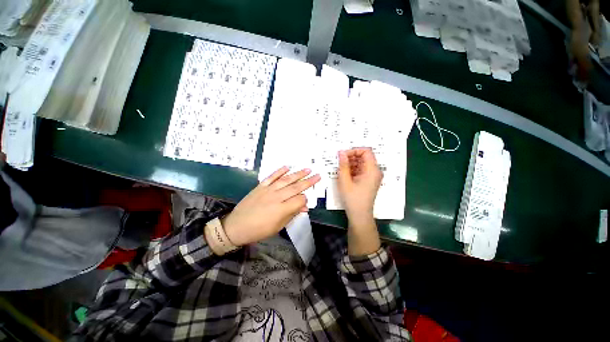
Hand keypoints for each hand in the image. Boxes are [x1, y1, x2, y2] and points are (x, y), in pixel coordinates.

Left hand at [221, 167, 319, 246]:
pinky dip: (279, 171)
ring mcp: (268, 190)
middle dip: (308, 181)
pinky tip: (287, 167)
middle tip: (318, 175)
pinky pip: (271, 177)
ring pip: (286, 180)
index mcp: (281, 209)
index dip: (305, 199)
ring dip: (297, 174)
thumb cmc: (259, 230)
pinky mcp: (260, 186)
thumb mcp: (278, 227)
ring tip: (307, 169)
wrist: (236, 226)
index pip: (299, 200)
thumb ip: (292, 214)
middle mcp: (276, 197)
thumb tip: (304, 207)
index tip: (306, 201)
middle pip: (295, 187)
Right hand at [337, 148, 382, 255]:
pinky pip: (361, 170)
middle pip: (364, 157)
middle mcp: (375, 171)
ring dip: (351, 164)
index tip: (343, 156)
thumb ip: (343, 165)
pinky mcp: (369, 180)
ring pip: (362, 163)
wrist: (359, 215)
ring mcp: (372, 176)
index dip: (354, 151)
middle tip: (339, 163)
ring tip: (341, 170)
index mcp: (372, 170)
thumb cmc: (352, 199)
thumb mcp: (345, 181)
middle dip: (351, 157)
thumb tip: (341, 152)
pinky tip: (345, 175)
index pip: (366, 151)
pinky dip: (352, 170)